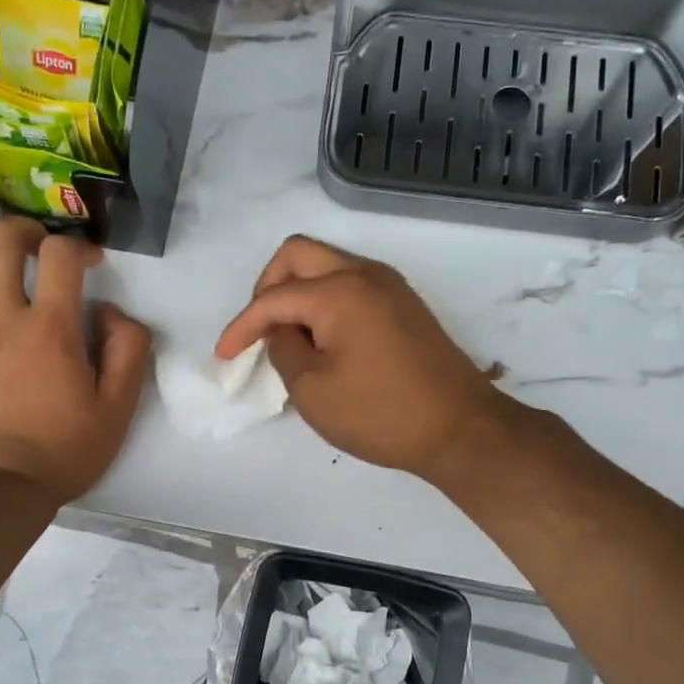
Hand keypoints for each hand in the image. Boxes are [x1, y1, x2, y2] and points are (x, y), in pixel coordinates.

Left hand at [0, 218, 151, 500]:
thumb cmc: (62, 451)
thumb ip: (128, 351)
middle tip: (39, 249)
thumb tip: (113, 313)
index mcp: (51, 329)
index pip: (60, 255)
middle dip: (25, 230)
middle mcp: (0, 318)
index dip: (79, 247)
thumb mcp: (118, 409)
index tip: (89, 264)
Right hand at [215, 236, 515, 485]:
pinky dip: (324, 302)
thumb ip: (283, 349)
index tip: (224, 357)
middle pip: (298, 254)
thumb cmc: (380, 413)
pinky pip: (350, 285)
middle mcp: (364, 274)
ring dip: (297, 292)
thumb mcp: (312, 389)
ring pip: (327, 265)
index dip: (241, 326)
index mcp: (338, 290)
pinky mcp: (404, 305)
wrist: (459, 428)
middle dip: (267, 287)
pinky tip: (321, 340)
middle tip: (259, 328)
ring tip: (288, 339)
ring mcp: (389, 286)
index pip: (273, 297)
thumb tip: (282, 331)